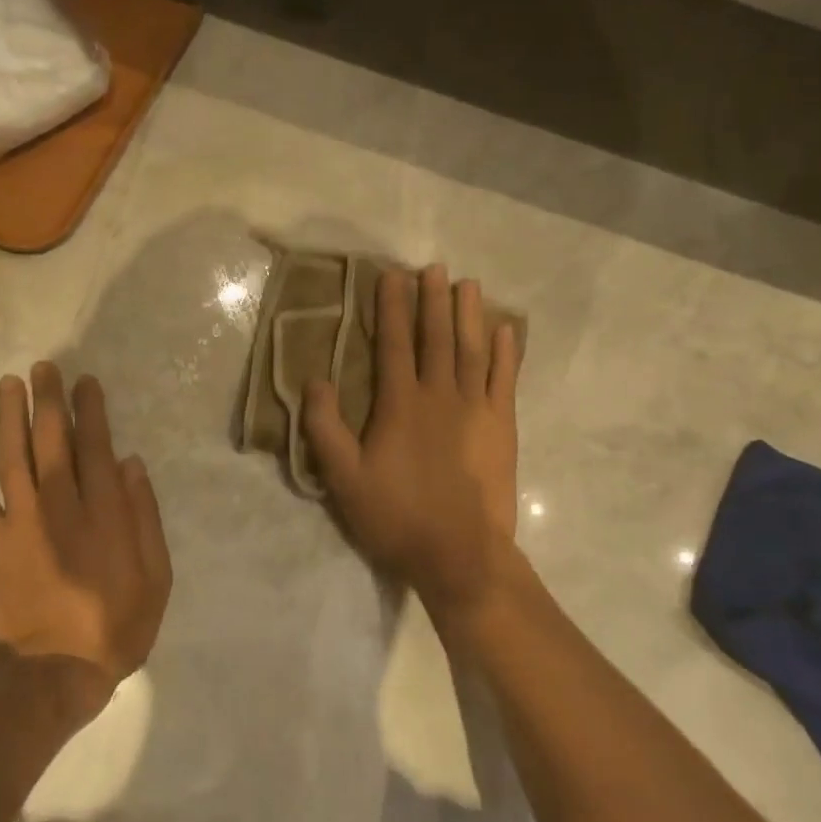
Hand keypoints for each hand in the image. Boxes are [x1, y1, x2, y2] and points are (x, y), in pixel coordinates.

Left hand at [0, 364, 171, 723]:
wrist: (56, 673)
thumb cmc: (116, 626)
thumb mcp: (156, 576)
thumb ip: (144, 517)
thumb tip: (130, 463)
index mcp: (103, 512)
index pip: (96, 445)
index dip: (90, 410)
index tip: (85, 382)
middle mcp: (60, 505)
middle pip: (52, 439)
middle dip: (49, 399)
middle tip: (45, 367)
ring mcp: (20, 521)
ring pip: (13, 455)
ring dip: (10, 415)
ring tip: (10, 382)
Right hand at [304, 264, 520, 611]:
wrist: (459, 553)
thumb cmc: (395, 515)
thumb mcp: (343, 477)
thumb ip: (325, 427)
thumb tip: (315, 380)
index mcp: (399, 404)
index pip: (393, 343)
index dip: (391, 307)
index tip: (391, 276)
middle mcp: (439, 395)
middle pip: (436, 337)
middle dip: (433, 300)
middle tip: (434, 268)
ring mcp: (475, 409)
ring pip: (472, 350)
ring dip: (470, 315)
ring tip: (468, 285)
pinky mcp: (501, 427)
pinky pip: (504, 380)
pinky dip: (505, 353)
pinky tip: (505, 331)